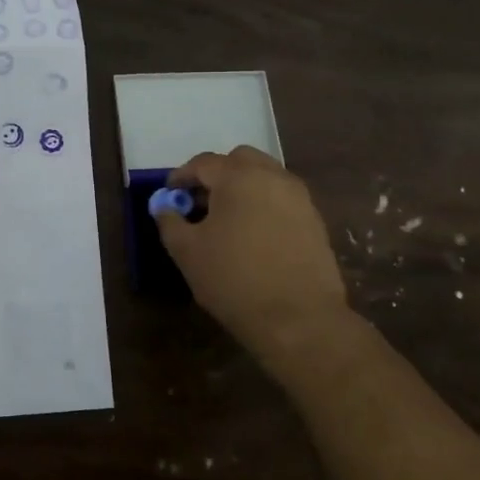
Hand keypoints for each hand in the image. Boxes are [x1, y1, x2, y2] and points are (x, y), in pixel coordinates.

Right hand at [155, 146, 359, 387]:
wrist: (299, 319)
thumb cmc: (234, 279)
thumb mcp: (186, 251)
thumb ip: (170, 221)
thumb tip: (164, 206)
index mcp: (238, 177)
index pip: (203, 163)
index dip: (181, 176)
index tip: (170, 195)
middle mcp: (272, 177)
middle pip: (239, 160)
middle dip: (216, 175)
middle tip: (200, 202)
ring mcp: (299, 197)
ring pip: (265, 177)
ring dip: (242, 188)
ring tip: (226, 220)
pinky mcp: (315, 220)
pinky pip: (282, 199)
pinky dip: (263, 205)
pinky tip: (253, 236)